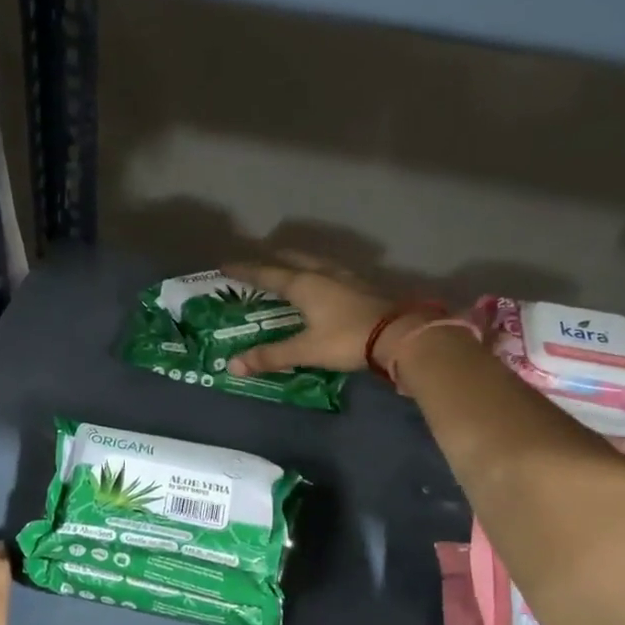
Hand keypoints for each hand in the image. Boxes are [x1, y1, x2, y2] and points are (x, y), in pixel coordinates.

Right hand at [223, 255, 401, 377]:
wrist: (399, 335)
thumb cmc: (347, 339)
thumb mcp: (306, 350)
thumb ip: (270, 356)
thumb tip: (233, 366)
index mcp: (303, 284)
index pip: (266, 273)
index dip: (245, 271)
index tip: (225, 266)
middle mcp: (321, 273)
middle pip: (291, 259)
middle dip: (272, 259)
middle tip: (257, 262)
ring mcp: (345, 276)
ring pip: (314, 261)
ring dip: (297, 261)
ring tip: (287, 266)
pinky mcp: (362, 285)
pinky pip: (331, 271)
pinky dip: (317, 271)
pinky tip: (322, 281)